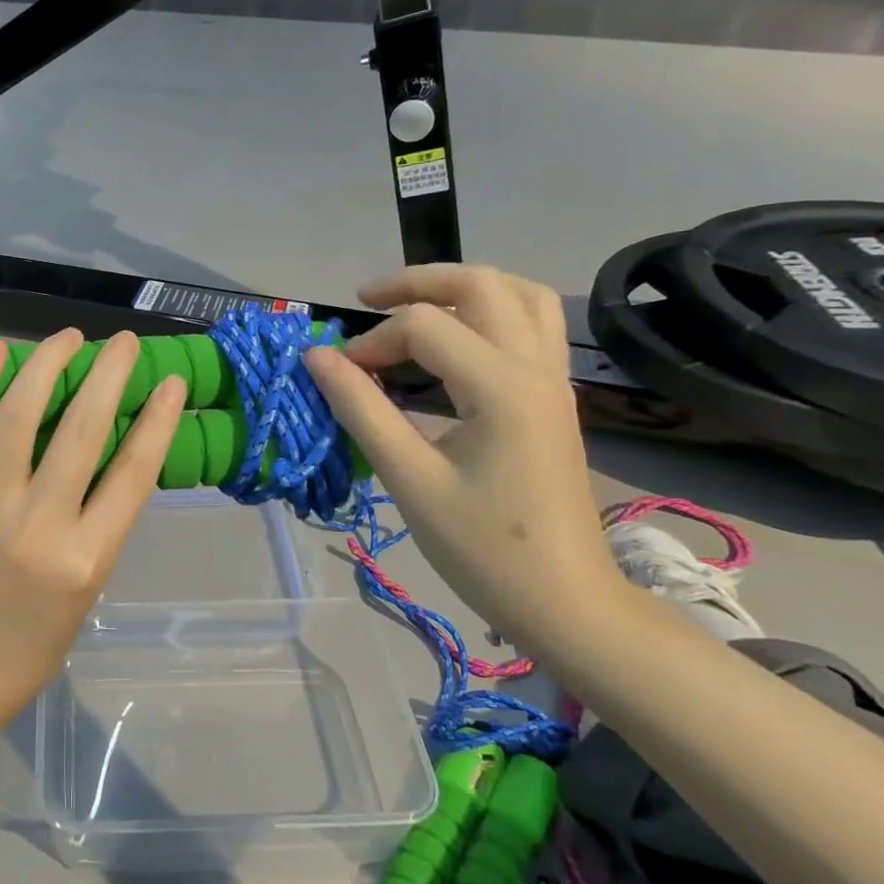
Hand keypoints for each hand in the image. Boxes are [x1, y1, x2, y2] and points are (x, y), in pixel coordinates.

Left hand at [0, 329, 186, 748]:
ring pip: (18, 415)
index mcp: (85, 559)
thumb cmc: (24, 652)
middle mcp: (37, 524)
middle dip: (108, 375)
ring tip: (68, 338)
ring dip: (46, 366)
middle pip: (81, 430)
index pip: (133, 473)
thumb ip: (97, 527)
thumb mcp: (85, 594)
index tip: (171, 383)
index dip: (157, 420)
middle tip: (124, 343)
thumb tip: (106, 458)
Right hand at [305, 265, 620, 640]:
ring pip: (519, 294)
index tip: (337, 375)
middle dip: (417, 282)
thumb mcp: (409, 479)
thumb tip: (317, 358)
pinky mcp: (555, 397)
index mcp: (500, 386)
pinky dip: (491, 310)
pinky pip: (532, 324)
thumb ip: (361, 409)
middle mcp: (535, 367)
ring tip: (414, 305)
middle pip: (480, 284)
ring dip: (462, 286)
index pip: (423, 328)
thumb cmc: (483, 547)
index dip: (369, 343)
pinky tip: (458, 338)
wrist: (566, 601)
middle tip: (367, 300)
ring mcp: (553, 379)